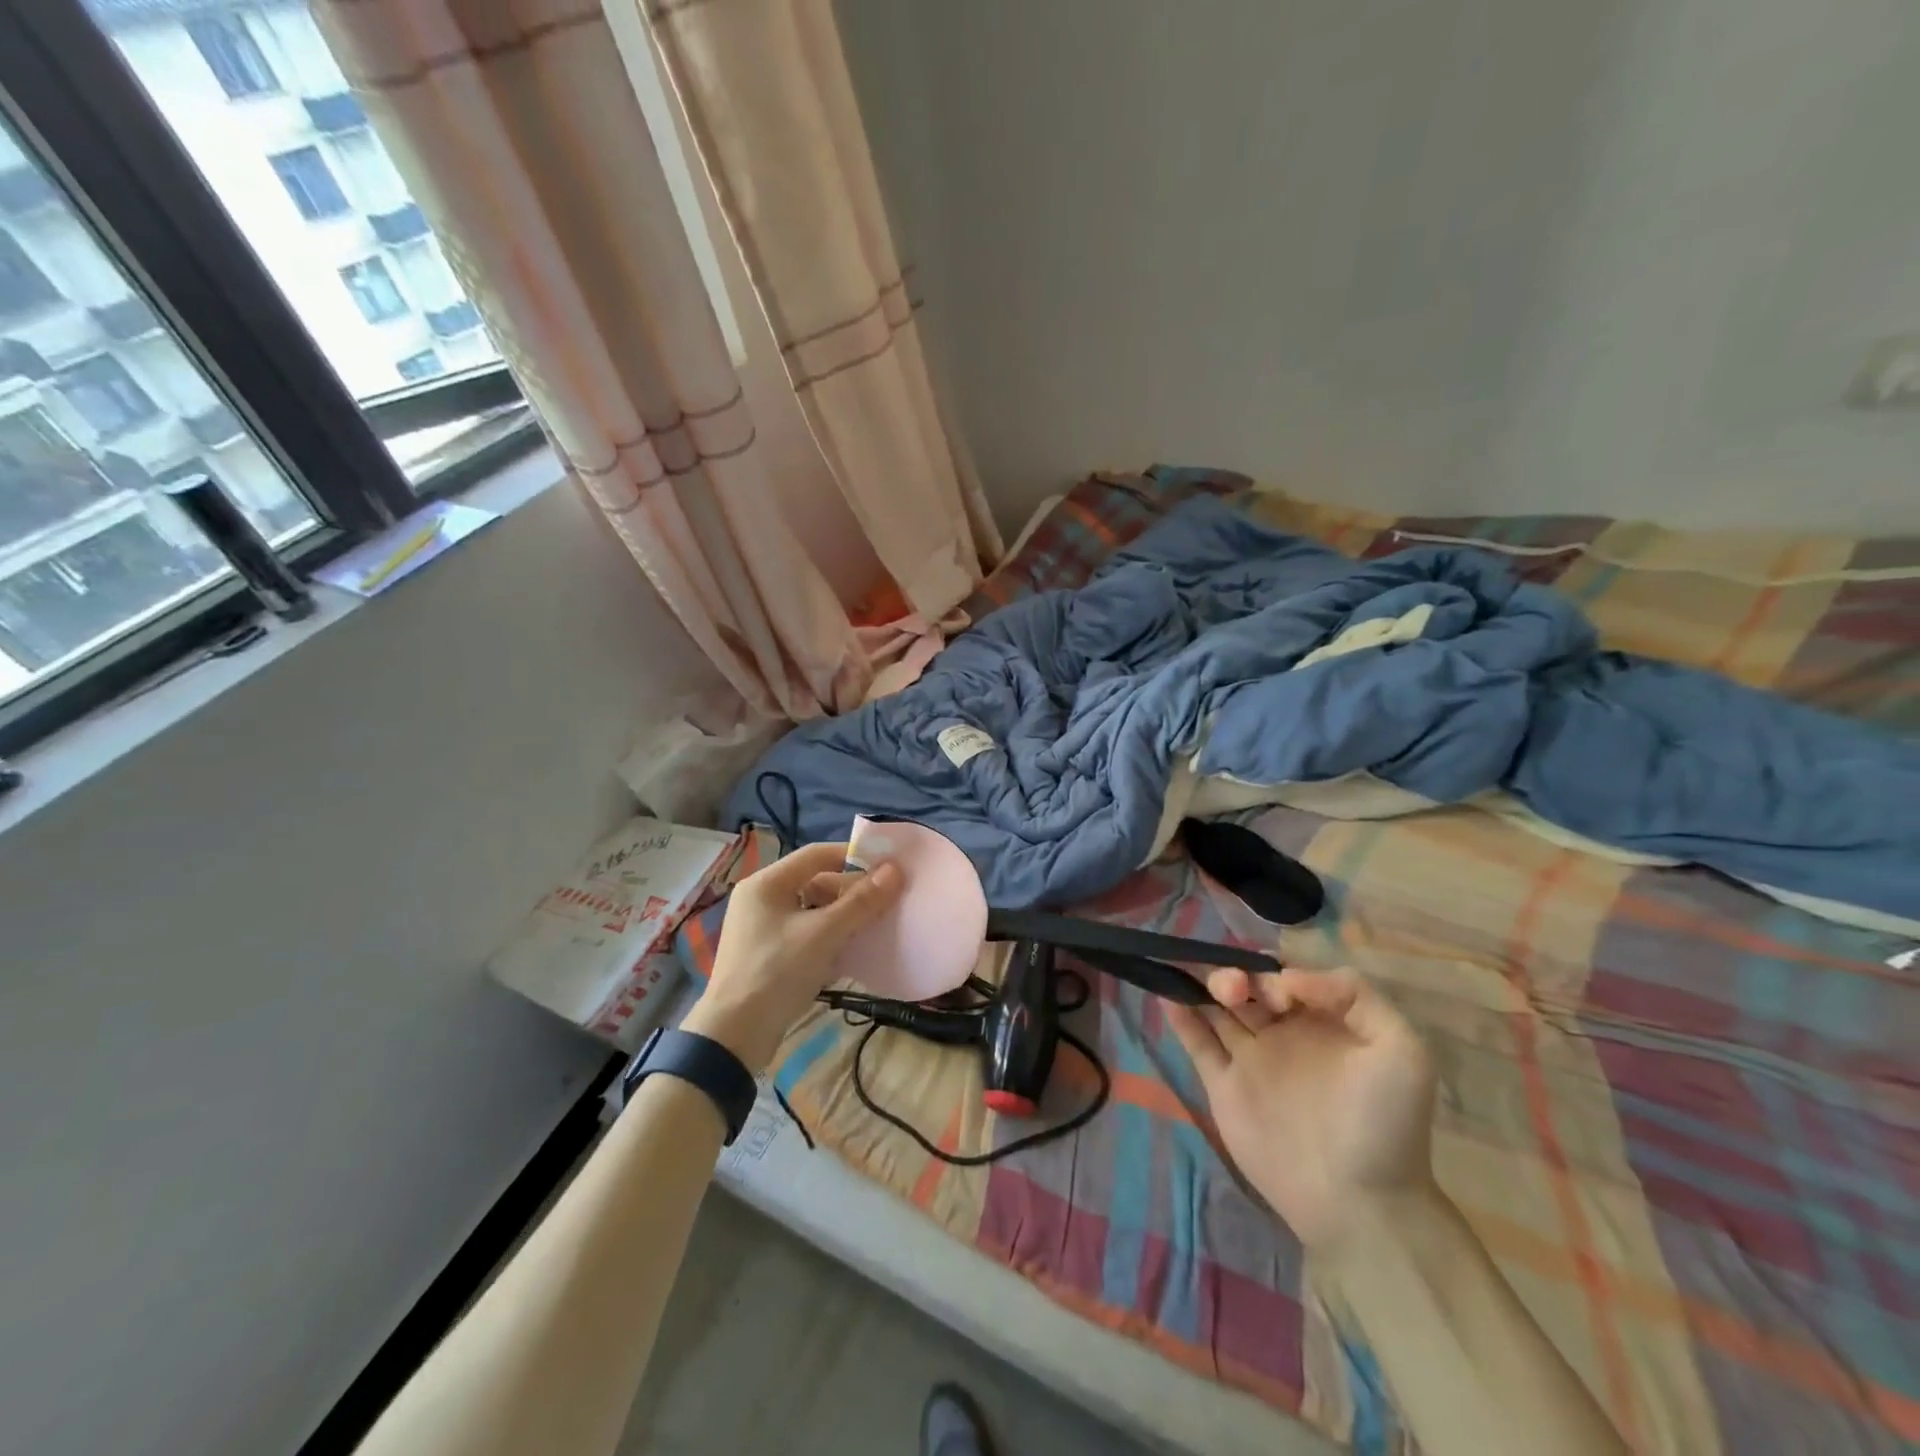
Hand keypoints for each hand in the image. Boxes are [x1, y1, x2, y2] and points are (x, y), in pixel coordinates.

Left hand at [683, 843, 901, 1073]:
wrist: (734, 1037)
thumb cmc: (776, 973)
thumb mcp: (823, 934)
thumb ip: (861, 902)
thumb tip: (895, 870)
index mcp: (766, 883)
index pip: (817, 855)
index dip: (853, 857)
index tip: (887, 867)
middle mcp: (762, 899)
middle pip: (816, 883)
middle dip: (852, 892)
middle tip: (886, 902)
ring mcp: (763, 929)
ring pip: (813, 911)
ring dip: (844, 917)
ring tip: (875, 926)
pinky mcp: (769, 956)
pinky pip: (806, 935)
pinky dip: (830, 938)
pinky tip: (853, 951)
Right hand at [1170, 967, 1436, 1252]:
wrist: (1359, 1204)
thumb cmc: (1384, 1124)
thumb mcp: (1402, 1050)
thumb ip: (1355, 994)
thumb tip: (1288, 976)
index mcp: (1322, 1022)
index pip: (1286, 977)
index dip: (1275, 972)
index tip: (1278, 995)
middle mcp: (1283, 1033)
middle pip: (1247, 987)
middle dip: (1234, 974)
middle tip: (1232, 990)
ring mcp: (1250, 1059)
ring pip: (1218, 1008)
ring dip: (1203, 986)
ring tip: (1193, 979)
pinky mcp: (1223, 1086)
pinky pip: (1197, 1043)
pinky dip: (1180, 1017)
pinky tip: (1166, 995)